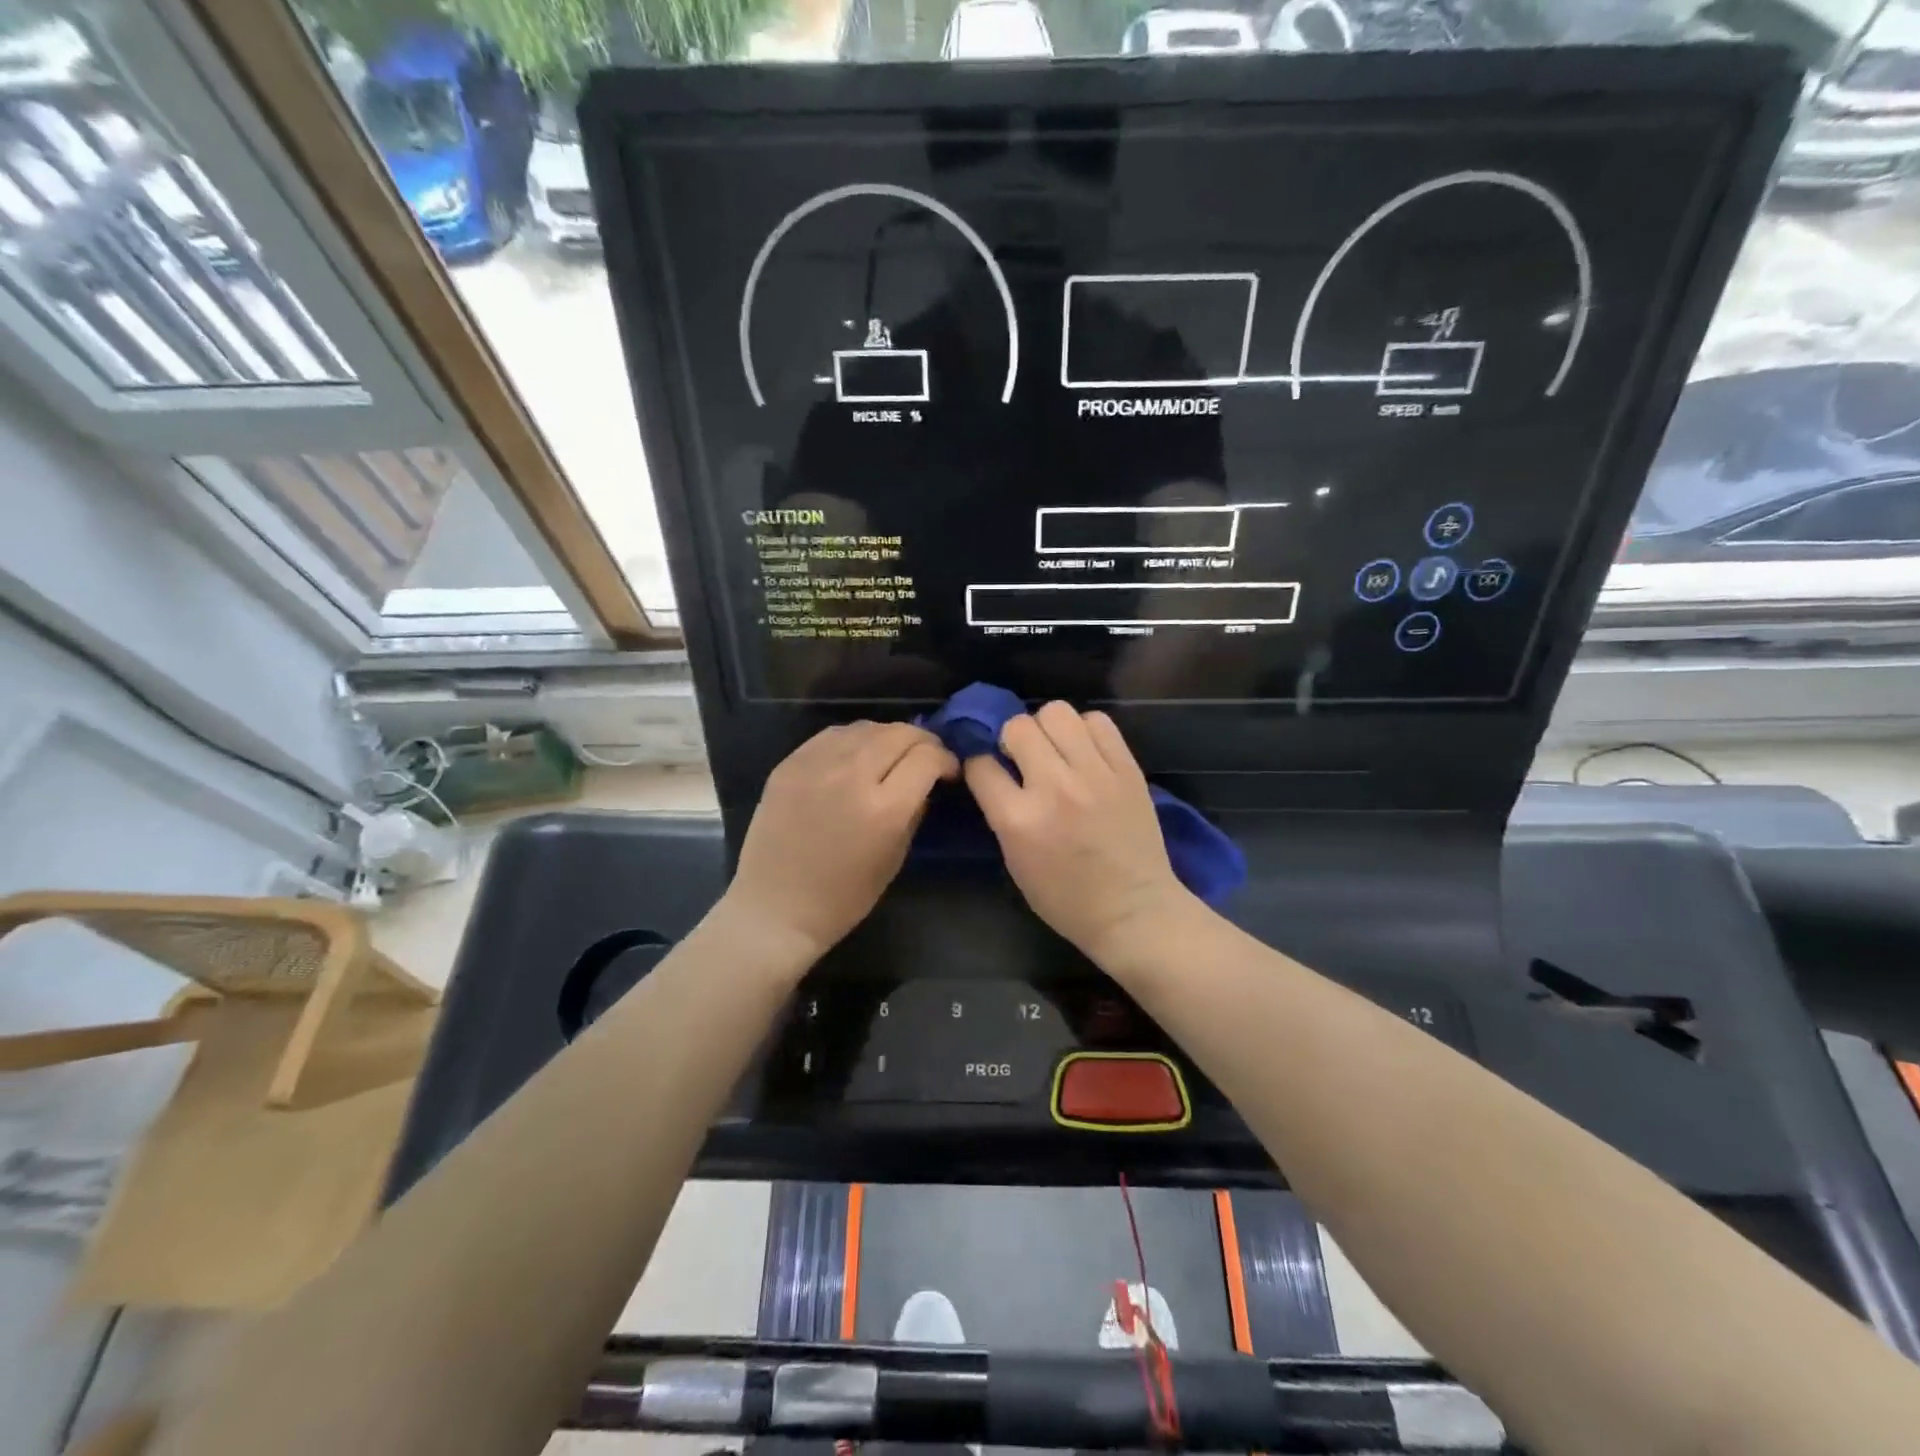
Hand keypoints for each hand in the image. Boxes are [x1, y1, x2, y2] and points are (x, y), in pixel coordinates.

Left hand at [723, 722, 956, 964]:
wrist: (774, 908)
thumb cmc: (842, 898)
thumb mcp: (894, 859)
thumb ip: (914, 813)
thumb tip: (925, 783)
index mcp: (884, 809)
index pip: (927, 758)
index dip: (946, 760)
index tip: (948, 772)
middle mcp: (851, 776)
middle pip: (900, 734)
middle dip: (923, 742)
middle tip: (926, 757)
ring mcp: (816, 765)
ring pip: (867, 727)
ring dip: (888, 736)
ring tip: (892, 754)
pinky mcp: (789, 764)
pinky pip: (832, 735)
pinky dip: (854, 739)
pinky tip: (856, 754)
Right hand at [963, 702, 1196, 968]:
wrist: (1134, 910)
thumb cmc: (1066, 898)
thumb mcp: (1015, 861)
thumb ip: (1002, 812)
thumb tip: (995, 771)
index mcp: (1019, 820)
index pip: (981, 764)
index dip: (979, 764)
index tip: (988, 770)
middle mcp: (1055, 788)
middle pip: (1018, 726)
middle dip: (1012, 739)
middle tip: (1024, 758)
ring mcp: (1095, 774)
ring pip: (1057, 712)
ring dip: (1048, 727)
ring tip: (1056, 749)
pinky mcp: (1127, 768)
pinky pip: (1098, 721)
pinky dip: (1085, 730)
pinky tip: (1085, 751)